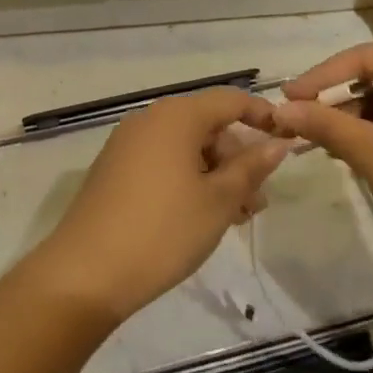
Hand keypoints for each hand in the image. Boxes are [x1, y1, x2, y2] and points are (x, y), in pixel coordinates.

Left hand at [22, 87, 289, 328]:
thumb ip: (250, 168)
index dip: (261, 116)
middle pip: (206, 125)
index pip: (229, 100)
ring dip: (216, 175)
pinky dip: (188, 181)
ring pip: (185, 148)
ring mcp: (127, 145)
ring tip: (236, 216)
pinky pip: (162, 163)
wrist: (86, 273)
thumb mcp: (218, 201)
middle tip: (258, 200)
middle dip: (237, 157)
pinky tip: (201, 216)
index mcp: (176, 116)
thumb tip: (277, 143)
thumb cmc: (163, 230)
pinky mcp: (114, 171)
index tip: (286, 142)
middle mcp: (149, 120)